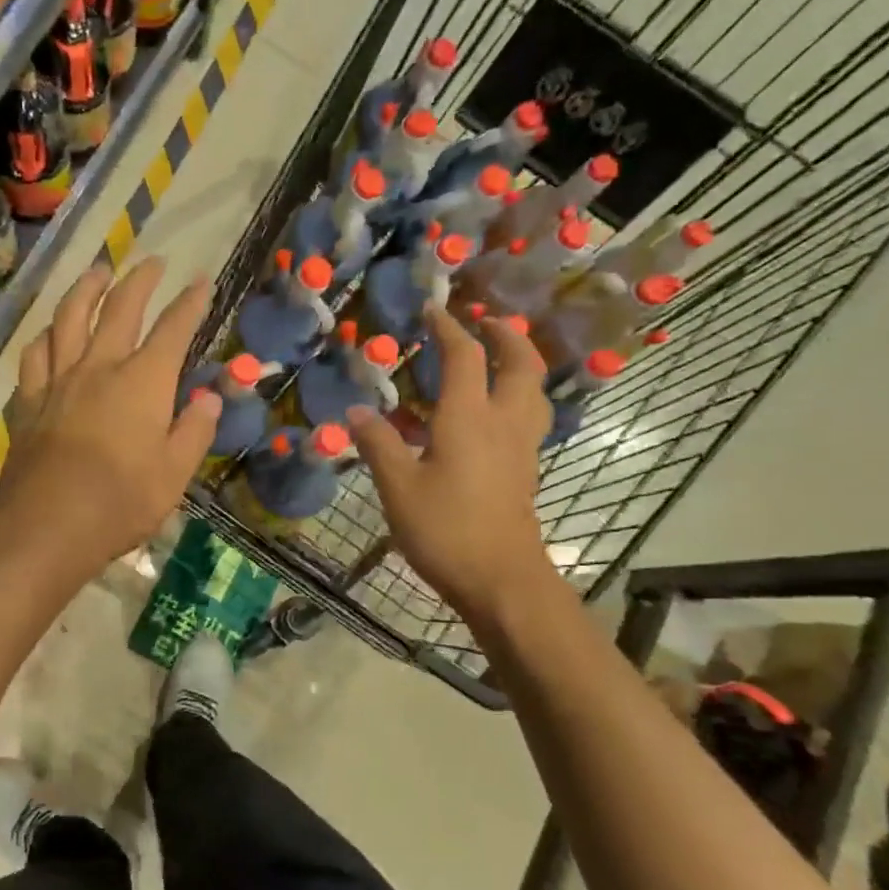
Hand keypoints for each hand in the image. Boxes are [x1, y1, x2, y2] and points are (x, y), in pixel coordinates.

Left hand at [0, 258, 218, 581]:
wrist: (48, 525)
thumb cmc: (121, 502)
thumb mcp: (175, 473)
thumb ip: (194, 430)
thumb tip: (210, 396)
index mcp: (143, 382)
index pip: (173, 330)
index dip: (190, 303)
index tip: (201, 282)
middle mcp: (100, 367)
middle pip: (120, 309)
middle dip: (140, 281)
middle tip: (152, 262)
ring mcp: (59, 380)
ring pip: (69, 318)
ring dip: (85, 289)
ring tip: (96, 273)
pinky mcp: (30, 401)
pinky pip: (35, 355)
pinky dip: (45, 336)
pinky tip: (49, 332)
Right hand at [347, 309, 553, 608]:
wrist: (502, 580)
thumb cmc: (445, 530)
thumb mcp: (398, 487)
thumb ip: (378, 444)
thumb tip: (355, 411)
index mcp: (468, 418)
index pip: (464, 357)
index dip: (448, 328)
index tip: (434, 309)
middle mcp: (503, 423)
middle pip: (520, 364)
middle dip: (505, 335)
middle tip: (485, 322)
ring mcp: (521, 448)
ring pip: (534, 391)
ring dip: (520, 364)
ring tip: (498, 359)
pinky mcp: (526, 472)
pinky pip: (529, 418)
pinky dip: (517, 398)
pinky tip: (493, 415)